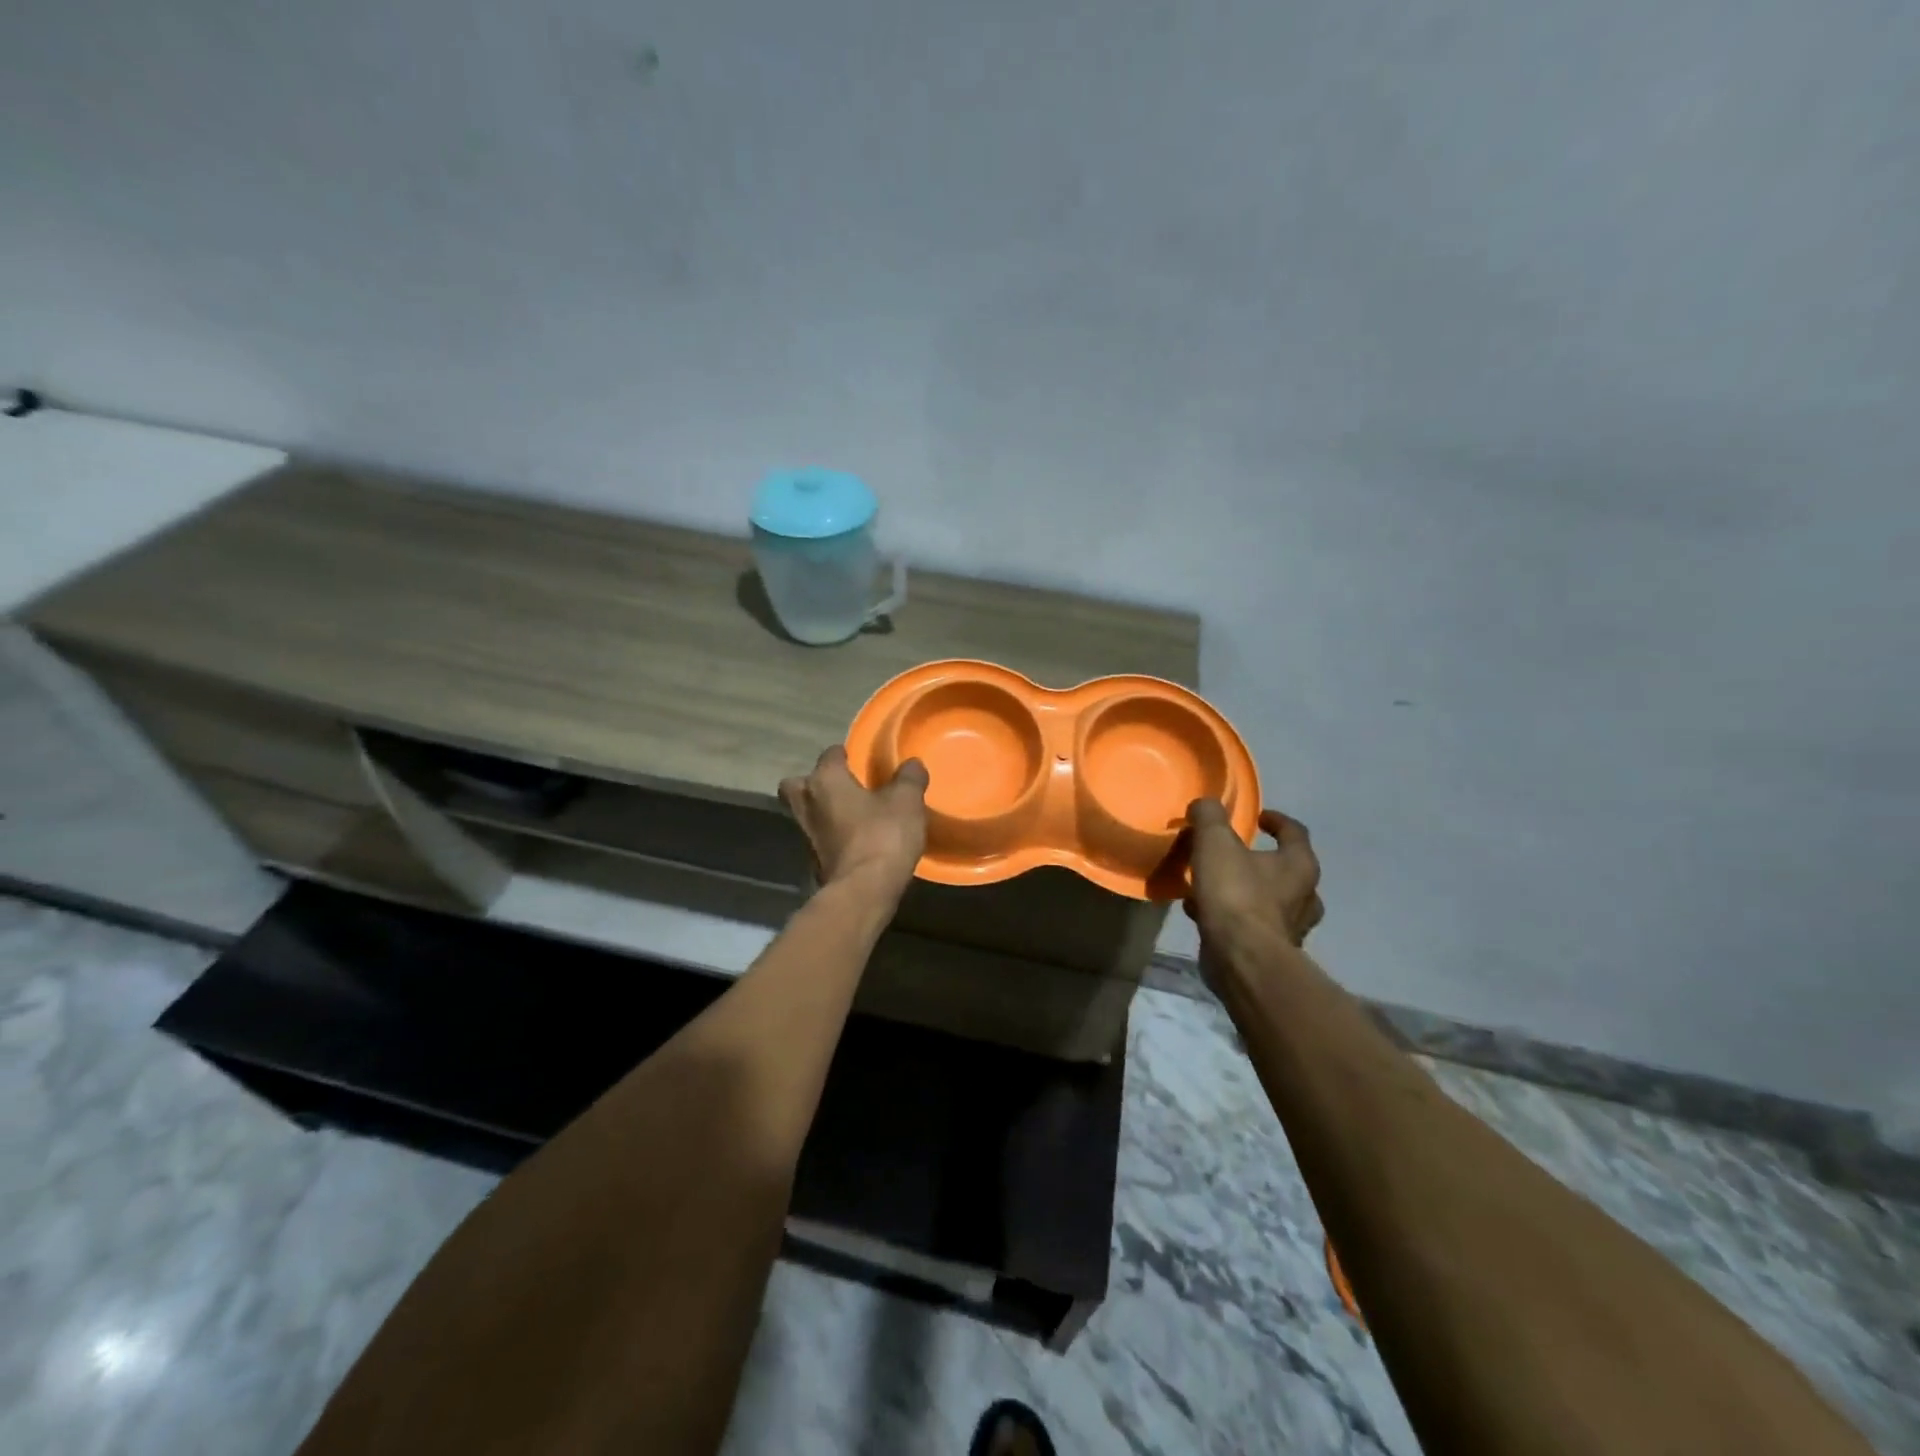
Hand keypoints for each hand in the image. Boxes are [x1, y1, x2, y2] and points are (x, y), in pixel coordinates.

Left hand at [780, 746, 928, 894]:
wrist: (863, 891)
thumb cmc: (882, 835)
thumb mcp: (906, 801)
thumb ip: (909, 778)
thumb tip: (912, 764)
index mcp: (825, 781)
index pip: (829, 756)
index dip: (842, 754)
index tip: (856, 757)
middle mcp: (807, 805)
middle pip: (796, 786)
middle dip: (812, 784)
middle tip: (838, 787)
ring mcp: (805, 836)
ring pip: (805, 814)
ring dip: (821, 813)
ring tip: (849, 815)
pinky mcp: (812, 863)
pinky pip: (818, 840)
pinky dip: (830, 837)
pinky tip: (852, 841)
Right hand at [1185, 801, 1323, 946]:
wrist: (1241, 959)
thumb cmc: (1236, 894)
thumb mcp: (1215, 842)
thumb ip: (1210, 817)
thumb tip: (1205, 805)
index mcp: (1299, 865)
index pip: (1295, 832)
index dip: (1276, 820)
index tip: (1257, 816)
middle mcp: (1304, 896)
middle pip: (1287, 870)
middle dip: (1262, 861)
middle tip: (1235, 855)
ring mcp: (1290, 927)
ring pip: (1268, 900)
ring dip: (1244, 890)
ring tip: (1211, 884)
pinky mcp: (1270, 952)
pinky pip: (1250, 924)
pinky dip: (1230, 915)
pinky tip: (1199, 911)